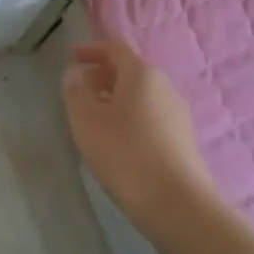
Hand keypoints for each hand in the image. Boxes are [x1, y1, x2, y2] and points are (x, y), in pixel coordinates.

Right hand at [62, 39, 218, 237]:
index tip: (71, 57)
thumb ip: (76, 91)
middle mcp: (164, 86)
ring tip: (94, 117)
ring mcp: (177, 113)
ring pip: (140, 94)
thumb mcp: (87, 121)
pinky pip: (150, 115)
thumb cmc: (126, 155)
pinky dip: (130, 116)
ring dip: (115, 98)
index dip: (91, 49)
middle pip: (129, 70)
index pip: (115, 48)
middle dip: (102, 75)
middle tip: (78, 90)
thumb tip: (76, 73)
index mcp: (142, 74)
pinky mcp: (183, 139)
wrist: (178, 205)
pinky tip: (117, 140)